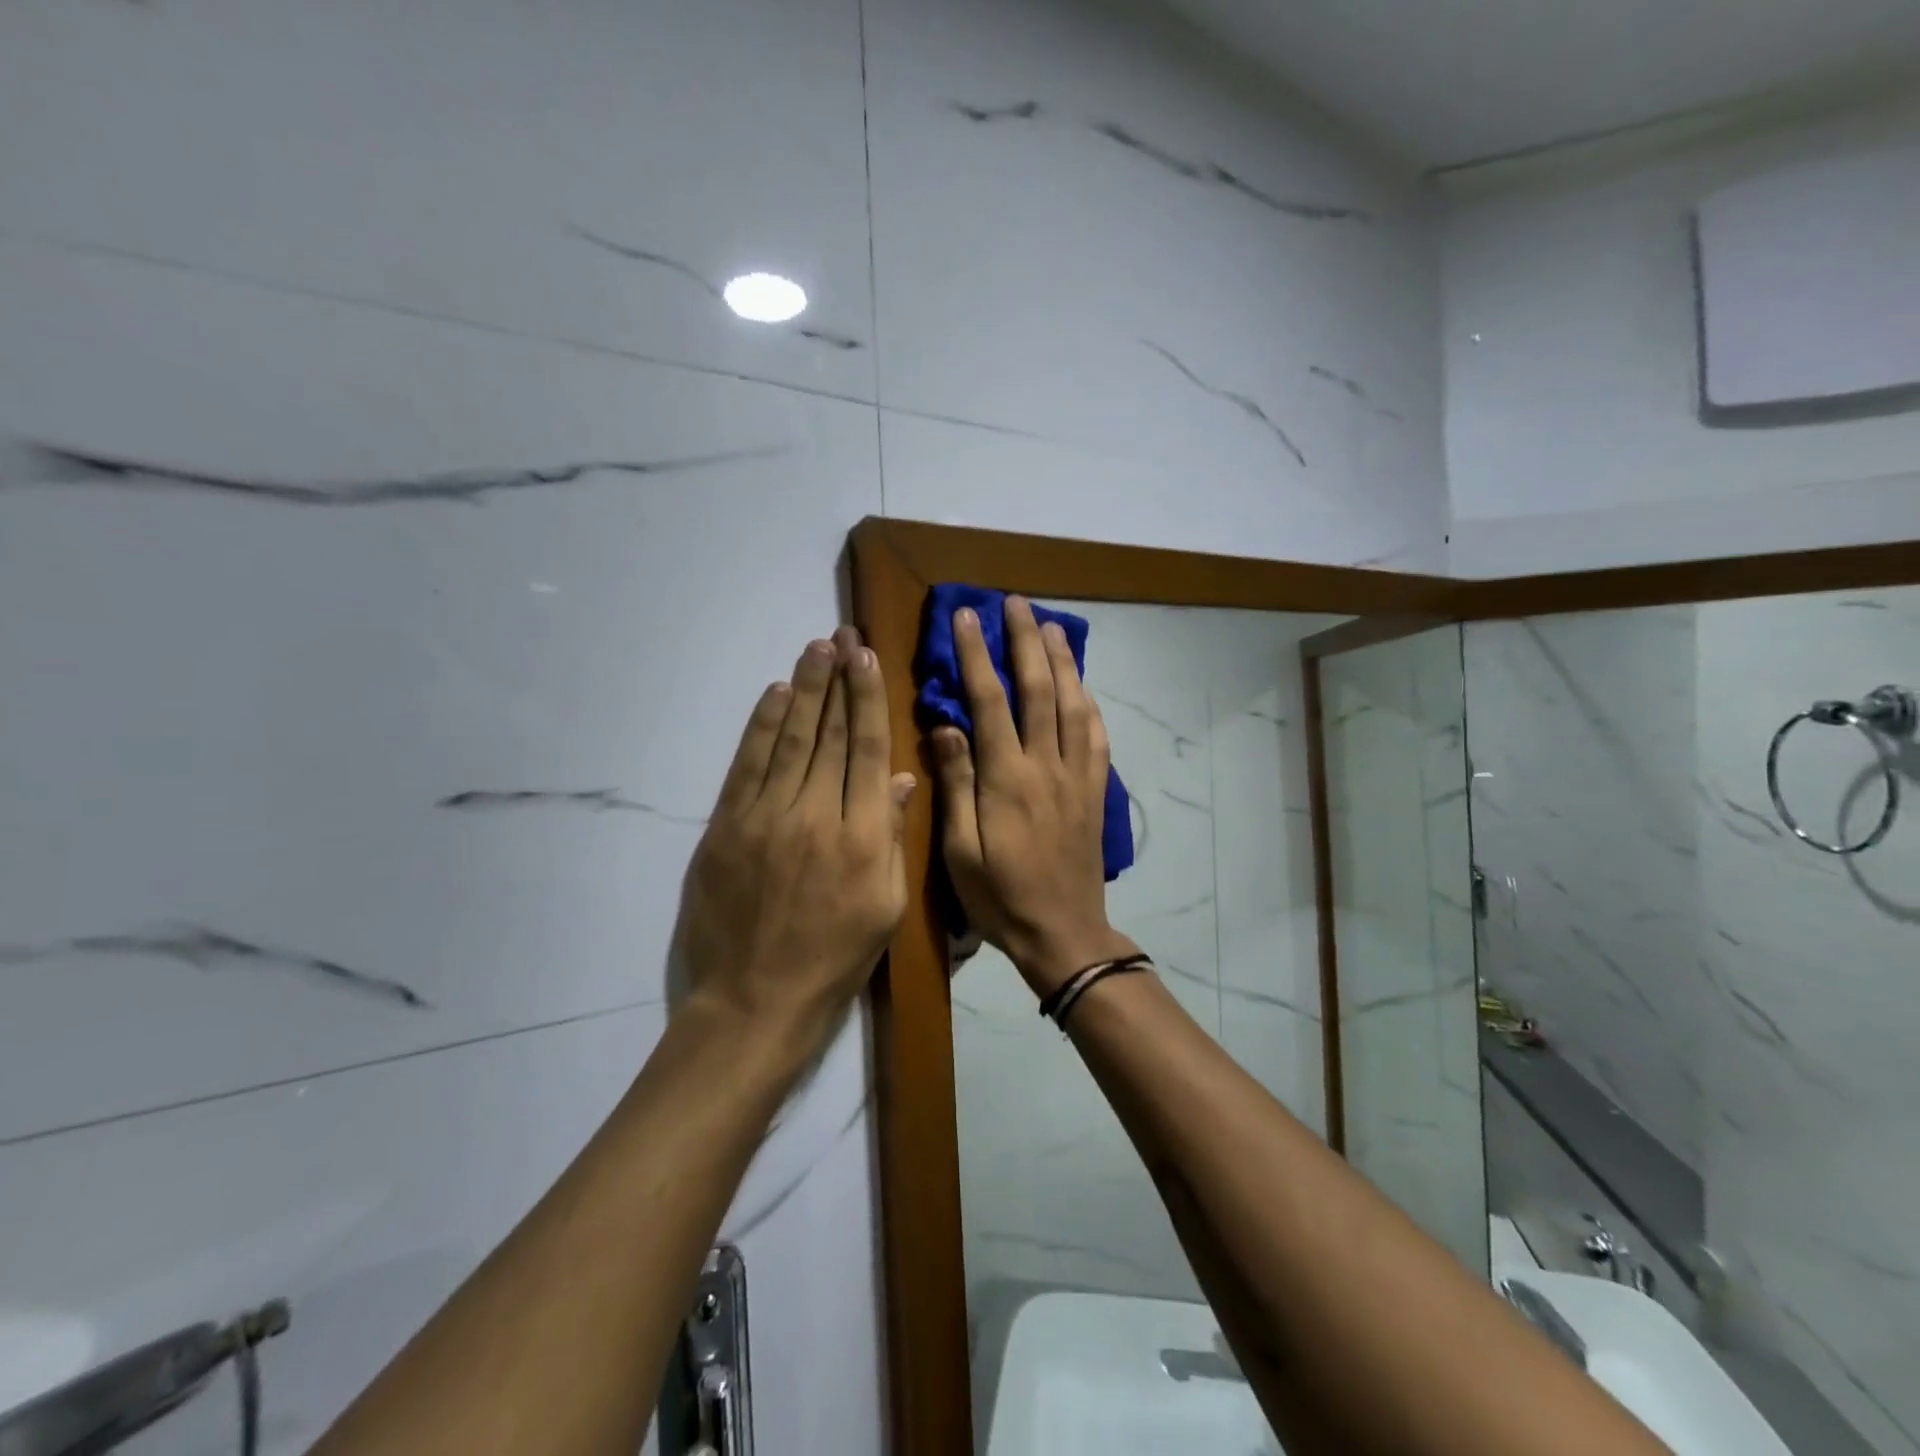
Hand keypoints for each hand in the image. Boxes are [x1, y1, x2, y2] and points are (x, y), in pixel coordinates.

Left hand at [675, 628, 916, 1050]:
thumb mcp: (887, 906)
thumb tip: (902, 778)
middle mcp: (816, 814)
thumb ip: (893, 837)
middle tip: (840, 636)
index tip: (867, 658)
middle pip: (829, 734)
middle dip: (836, 680)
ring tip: (812, 650)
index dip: (868, 698)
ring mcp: (766, 817)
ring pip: (789, 739)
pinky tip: (773, 695)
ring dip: (802, 689)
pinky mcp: (726, 827)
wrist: (756, 999)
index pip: (868, 749)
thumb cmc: (836, 958)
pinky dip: (760, 727)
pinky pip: (746, 765)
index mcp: (863, 835)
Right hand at [932, 597, 1138, 996]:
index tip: (966, 617)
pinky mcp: (1096, 790)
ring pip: (1073, 703)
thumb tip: (947, 725)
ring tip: (1050, 625)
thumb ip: (956, 784)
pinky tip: (1081, 685)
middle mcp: (1046, 766)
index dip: (976, 654)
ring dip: (1062, 660)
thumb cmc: (1000, 896)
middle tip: (1014, 602)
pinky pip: (1097, 736)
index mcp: (1007, 778)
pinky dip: (1088, 702)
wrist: (1062, 932)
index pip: (989, 701)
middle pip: (1038, 688)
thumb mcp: (960, 850)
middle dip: (1024, 640)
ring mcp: (1077, 776)